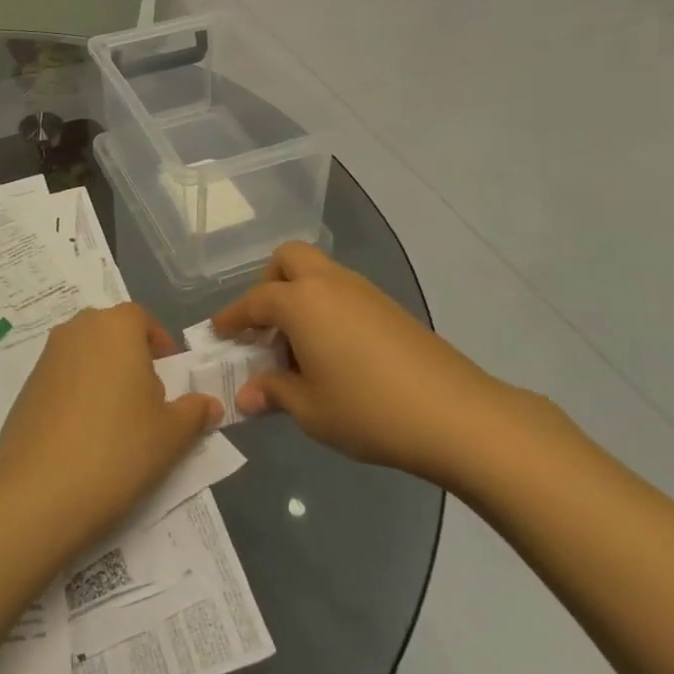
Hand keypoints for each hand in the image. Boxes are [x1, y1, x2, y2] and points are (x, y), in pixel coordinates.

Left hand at [0, 305, 222, 552]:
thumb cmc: (118, 448)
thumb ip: (194, 412)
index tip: (171, 377)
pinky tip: (84, 438)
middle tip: (147, 402)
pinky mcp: (26, 387)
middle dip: (132, 360)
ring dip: (104, 377)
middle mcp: (77, 329)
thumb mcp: (171, 434)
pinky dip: (78, 397)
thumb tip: (210, 404)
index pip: (142, 319)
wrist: (38, 492)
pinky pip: (63, 380)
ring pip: (86, 356)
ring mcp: (46, 357)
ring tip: (117, 424)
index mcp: (115, 326)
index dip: (160, 344)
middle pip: (112, 334)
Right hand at [213, 242, 531, 489]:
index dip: (232, 317)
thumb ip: (273, 393)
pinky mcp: (389, 307)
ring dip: (299, 296)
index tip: (218, 331)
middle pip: (288, 259)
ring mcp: (363, 291)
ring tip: (299, 348)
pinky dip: (326, 308)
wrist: (455, 414)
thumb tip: (248, 395)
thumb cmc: (368, 410)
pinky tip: (334, 353)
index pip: (254, 301)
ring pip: (319, 273)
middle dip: (268, 284)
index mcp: (300, 302)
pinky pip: (343, 292)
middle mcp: (329, 284)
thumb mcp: (309, 409)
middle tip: (266, 327)